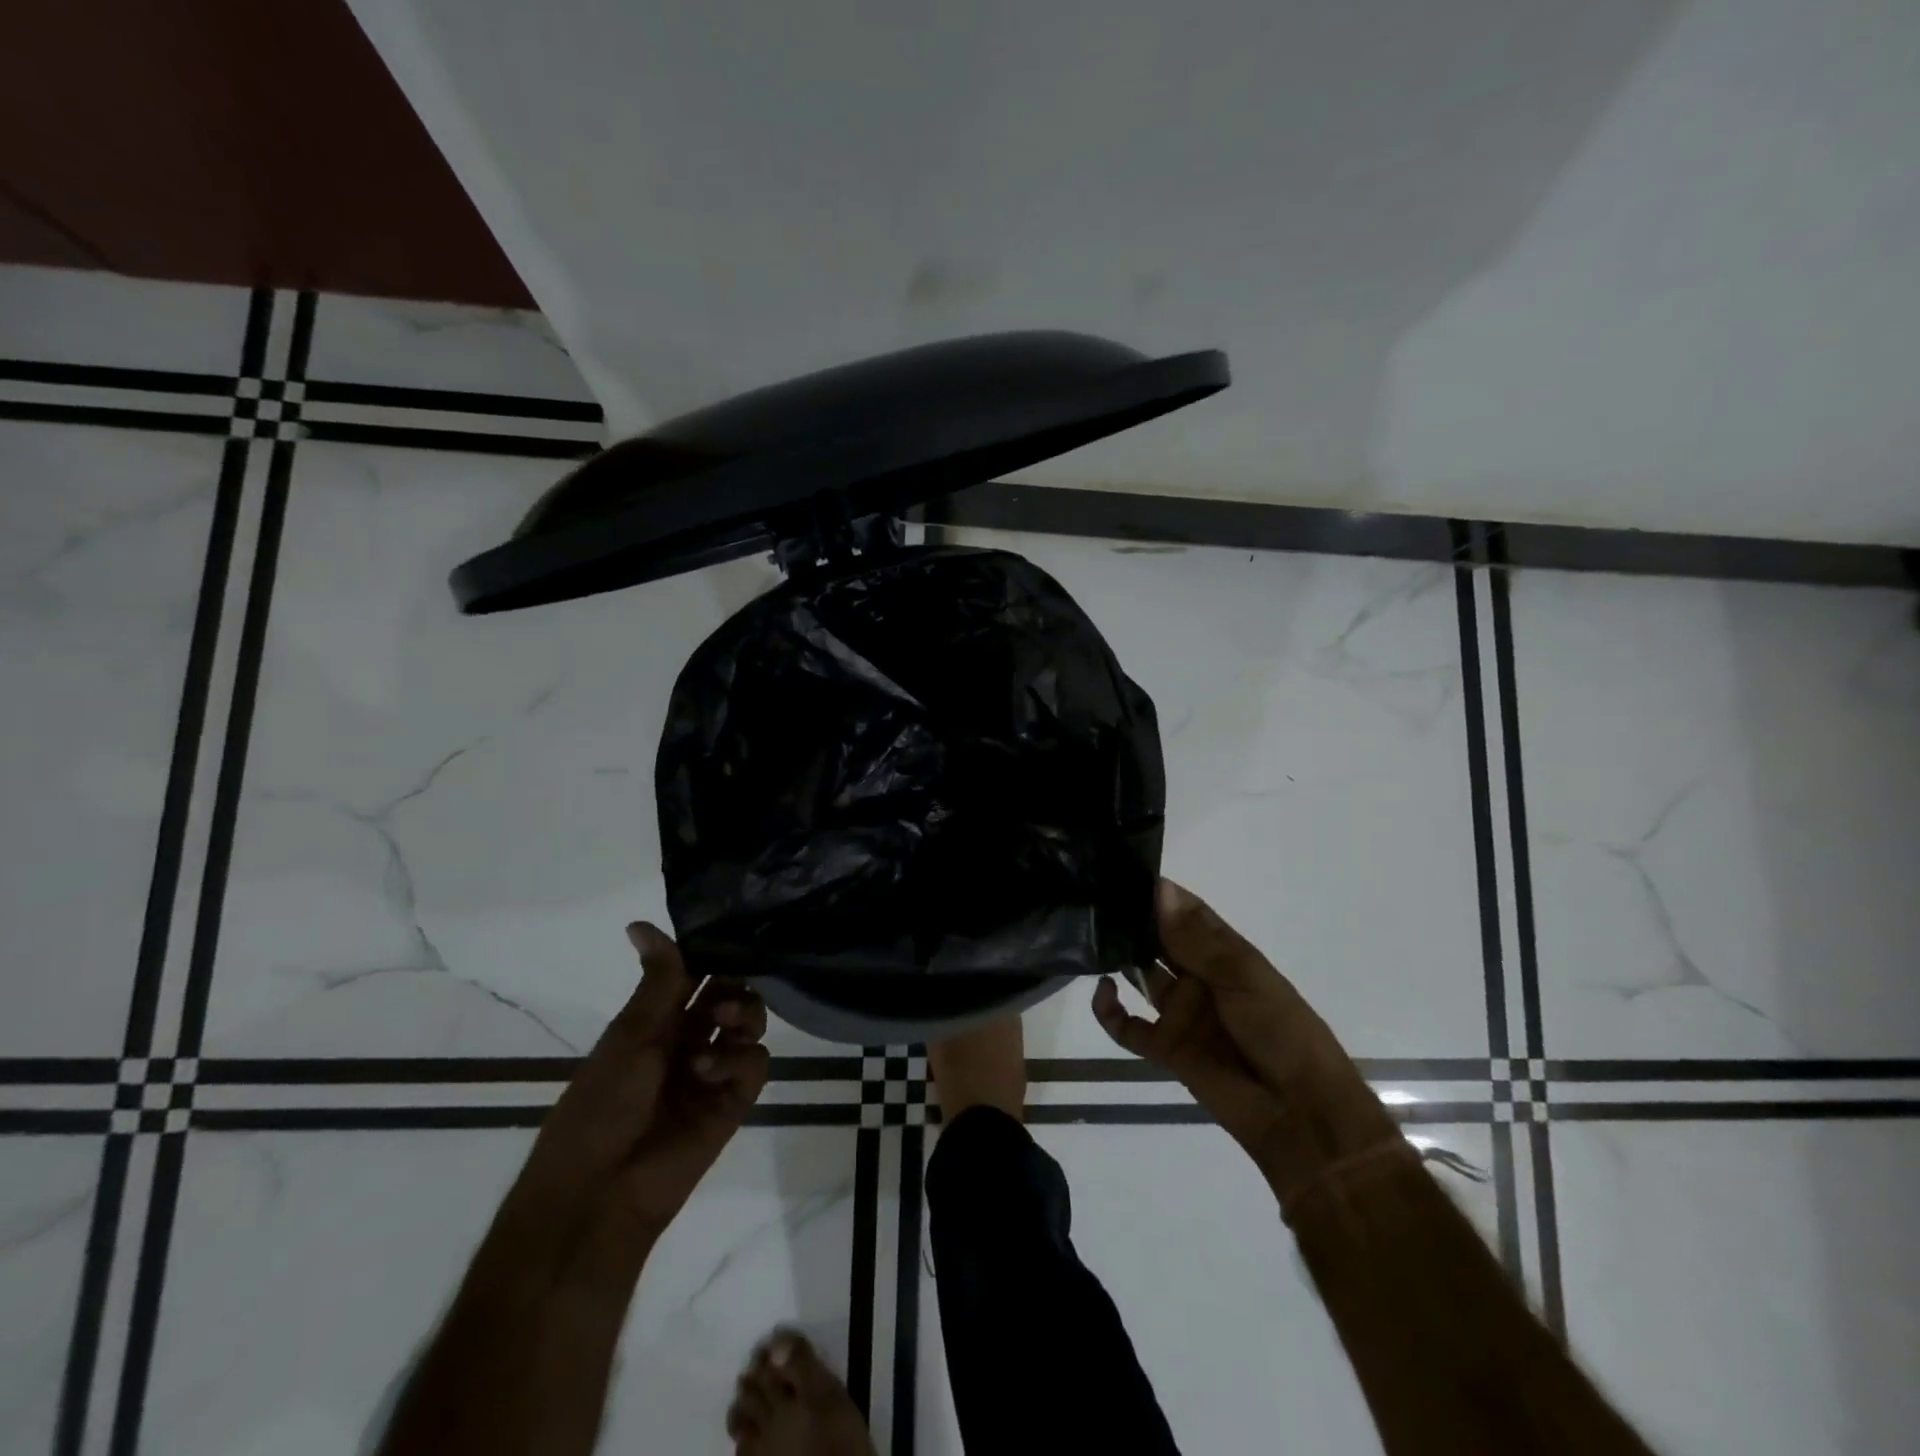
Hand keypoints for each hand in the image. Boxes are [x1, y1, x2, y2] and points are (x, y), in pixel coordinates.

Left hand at [474, 923, 770, 1302]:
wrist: (598, 1192)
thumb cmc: (600, 1105)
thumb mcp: (628, 1035)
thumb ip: (657, 981)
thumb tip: (640, 922)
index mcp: (656, 1021)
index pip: (694, 973)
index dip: (710, 953)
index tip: (730, 931)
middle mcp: (688, 1039)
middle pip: (730, 993)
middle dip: (734, 982)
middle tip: (724, 987)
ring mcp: (713, 1069)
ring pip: (750, 1021)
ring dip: (743, 1011)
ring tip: (723, 1020)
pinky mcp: (733, 1100)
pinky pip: (755, 1062)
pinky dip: (739, 1057)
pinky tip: (709, 1069)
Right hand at [1091, 880, 1399, 1202]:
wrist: (1299, 1112)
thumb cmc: (1280, 1029)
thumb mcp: (1243, 976)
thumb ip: (1196, 938)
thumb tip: (1159, 889)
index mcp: (1224, 953)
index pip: (1186, 913)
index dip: (1158, 894)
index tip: (1119, 873)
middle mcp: (1199, 976)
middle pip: (1159, 941)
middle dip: (1131, 922)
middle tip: (1092, 901)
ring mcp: (1181, 1012)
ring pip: (1140, 976)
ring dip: (1118, 958)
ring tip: (1087, 937)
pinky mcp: (1166, 1047)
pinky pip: (1128, 1027)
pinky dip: (1109, 1011)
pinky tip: (1102, 992)